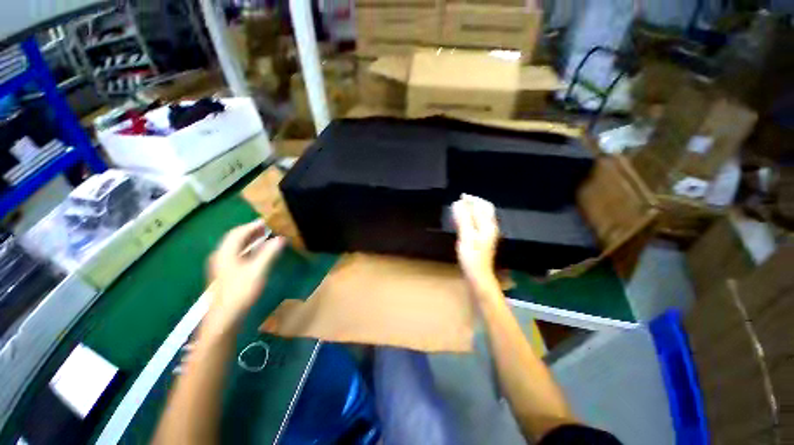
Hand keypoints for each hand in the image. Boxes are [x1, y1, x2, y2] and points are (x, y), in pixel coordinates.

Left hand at [205, 220, 285, 334]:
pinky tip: (258, 252)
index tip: (267, 221)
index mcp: (226, 252)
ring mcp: (222, 265)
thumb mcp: (258, 270)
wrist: (225, 317)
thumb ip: (269, 253)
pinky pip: (238, 254)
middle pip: (235, 238)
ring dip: (250, 240)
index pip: (238, 232)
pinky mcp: (226, 273)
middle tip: (268, 227)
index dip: (253, 225)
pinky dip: (248, 249)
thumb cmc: (241, 291)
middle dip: (251, 231)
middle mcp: (221, 255)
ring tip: (265, 236)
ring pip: (236, 246)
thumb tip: (281, 238)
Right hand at [452, 194, 499, 289]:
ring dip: (471, 211)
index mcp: (488, 225)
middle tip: (461, 201)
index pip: (483, 206)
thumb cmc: (472, 257)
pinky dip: (470, 219)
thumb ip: (463, 219)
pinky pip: (477, 224)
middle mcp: (490, 228)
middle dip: (474, 203)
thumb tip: (458, 203)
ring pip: (481, 217)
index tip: (461, 196)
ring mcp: (487, 234)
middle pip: (485, 210)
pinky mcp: (482, 240)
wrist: (478, 275)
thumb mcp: (466, 236)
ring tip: (460, 209)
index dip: (473, 199)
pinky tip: (463, 222)